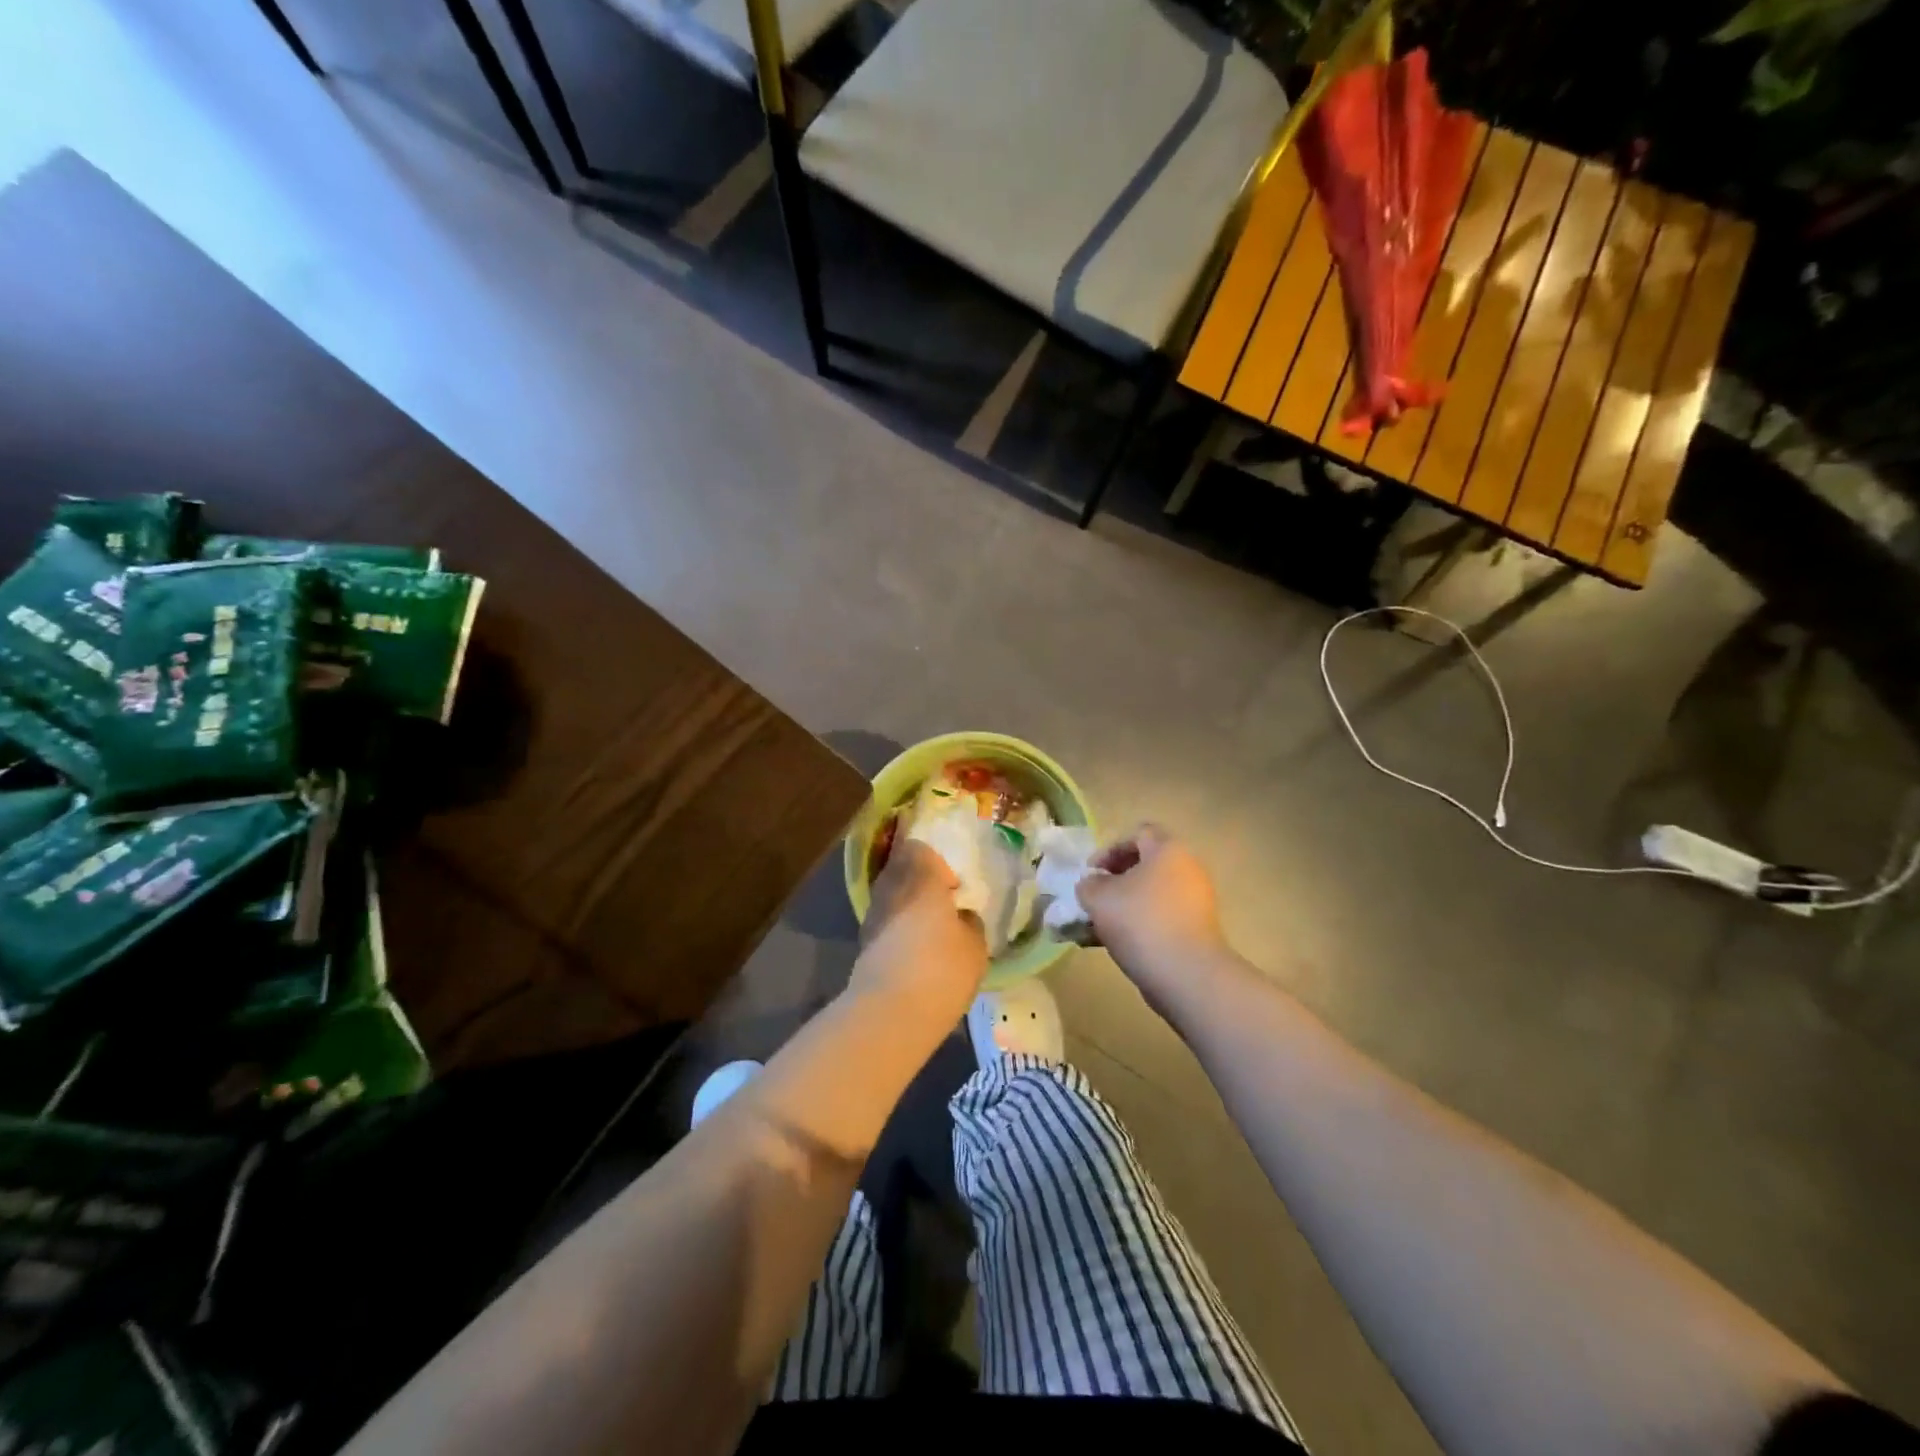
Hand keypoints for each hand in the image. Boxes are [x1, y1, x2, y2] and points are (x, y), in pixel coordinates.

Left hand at [851, 839, 987, 1024]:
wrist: (890, 1011)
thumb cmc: (941, 968)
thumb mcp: (975, 946)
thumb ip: (970, 923)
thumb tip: (962, 917)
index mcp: (920, 876)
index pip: (920, 849)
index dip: (937, 863)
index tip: (953, 887)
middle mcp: (891, 887)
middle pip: (901, 870)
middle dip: (921, 883)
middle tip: (944, 905)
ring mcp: (872, 915)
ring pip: (891, 897)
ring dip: (908, 907)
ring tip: (931, 931)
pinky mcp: (863, 943)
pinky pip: (885, 923)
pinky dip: (898, 930)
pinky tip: (915, 952)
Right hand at [1077, 826, 1230, 997]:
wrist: (1186, 974)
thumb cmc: (1140, 921)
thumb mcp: (1098, 897)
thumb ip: (1088, 885)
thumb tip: (1093, 885)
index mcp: (1168, 850)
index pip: (1138, 833)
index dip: (1110, 848)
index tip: (1091, 872)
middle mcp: (1187, 870)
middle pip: (1146, 865)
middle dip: (1115, 881)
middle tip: (1094, 898)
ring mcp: (1195, 902)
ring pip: (1151, 896)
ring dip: (1123, 907)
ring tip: (1098, 927)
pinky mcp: (1196, 931)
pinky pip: (1160, 919)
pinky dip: (1138, 926)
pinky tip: (1114, 946)